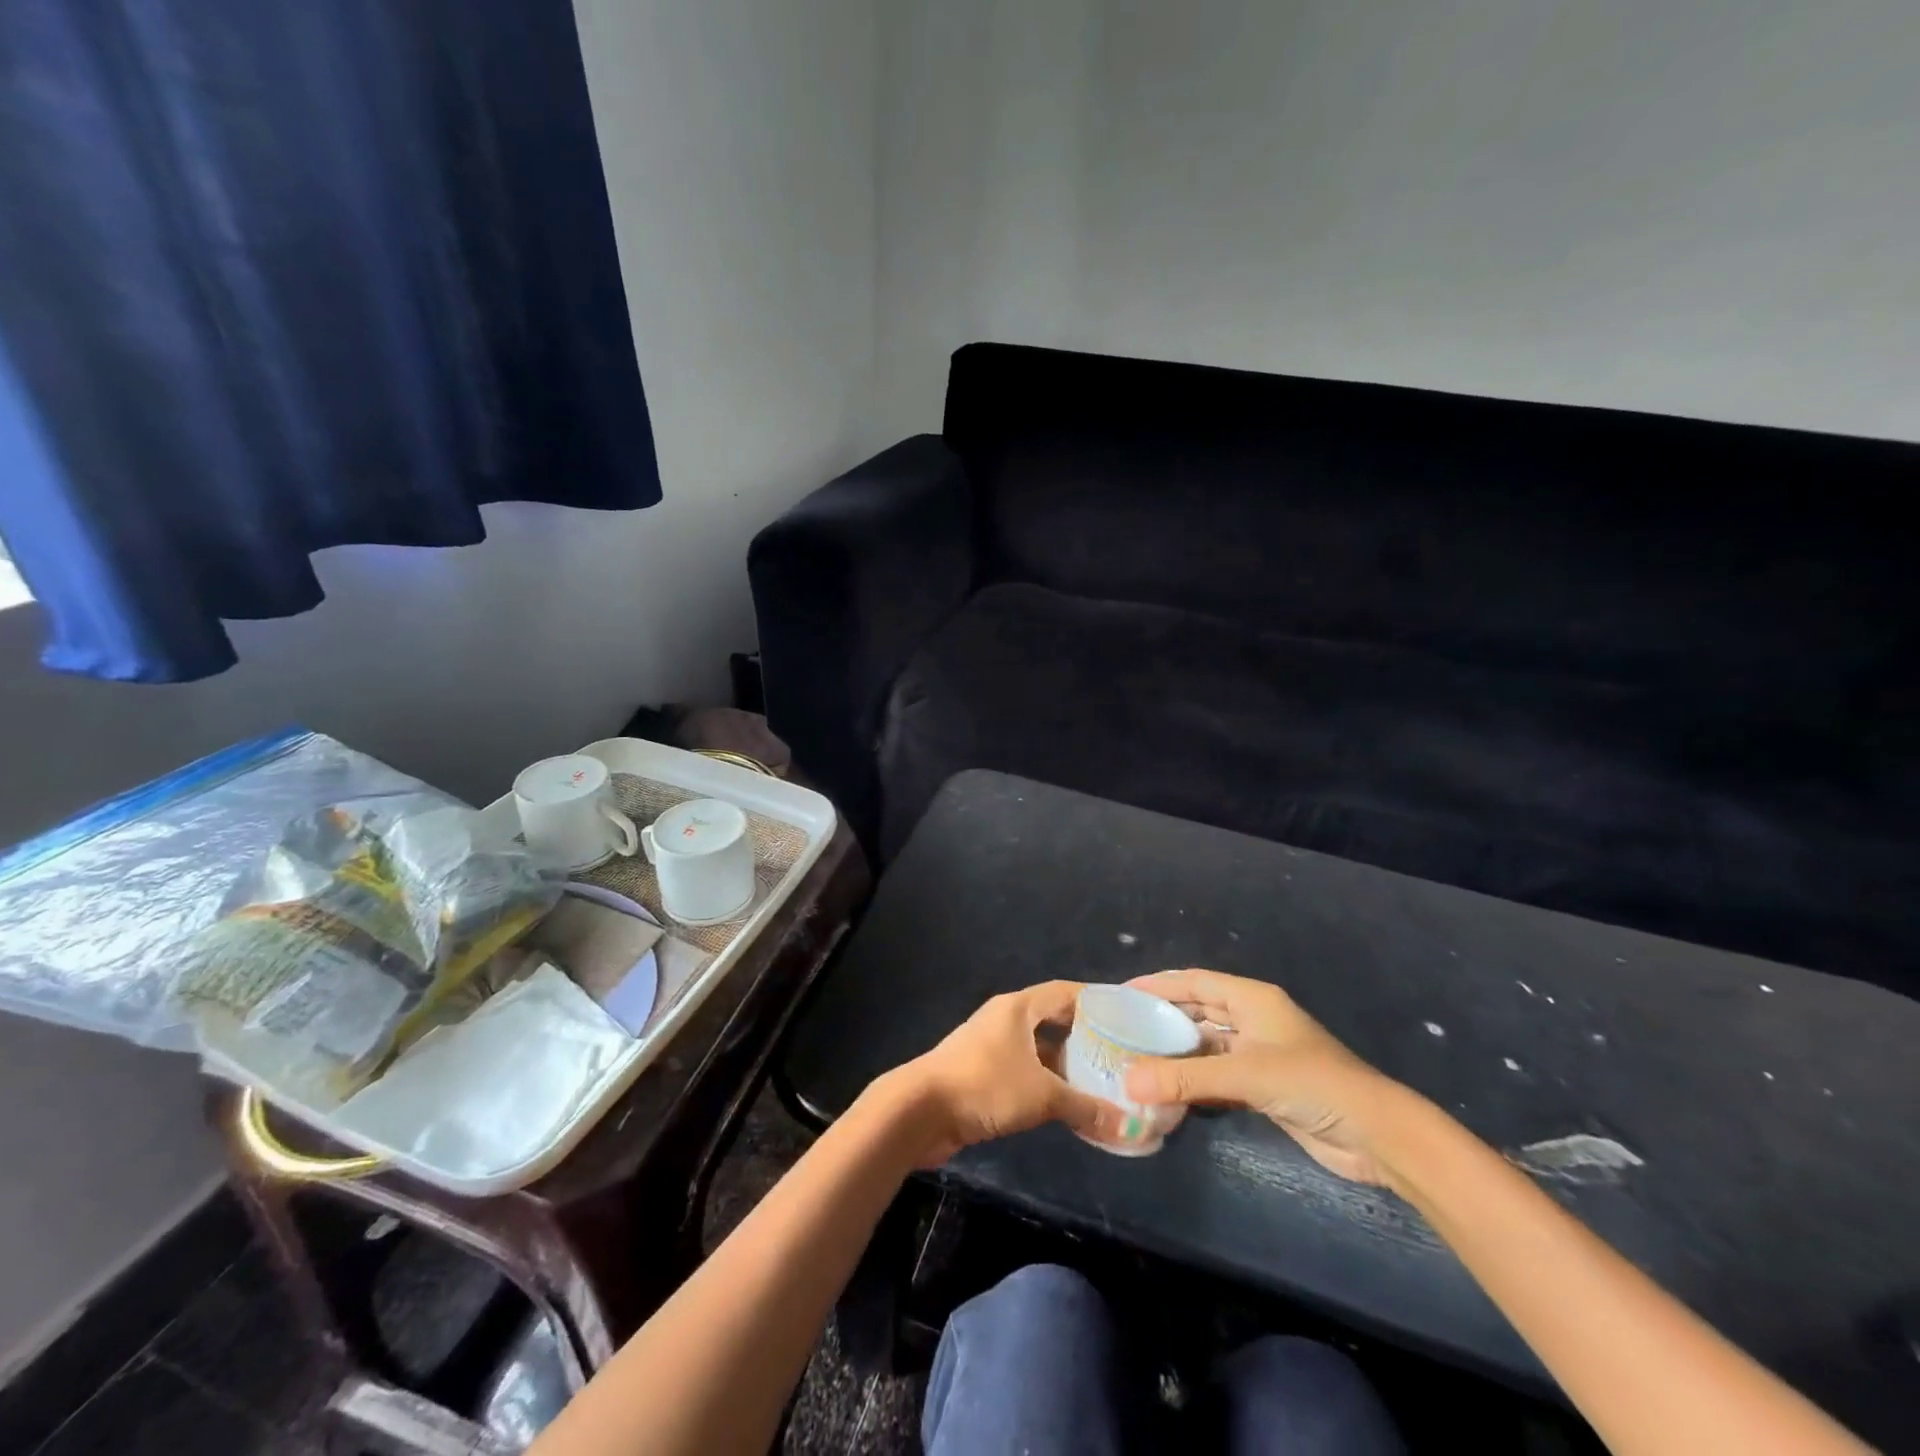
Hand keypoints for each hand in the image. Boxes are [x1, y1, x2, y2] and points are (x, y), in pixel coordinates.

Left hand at [888, 981, 1129, 1164]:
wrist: (920, 1111)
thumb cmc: (985, 1086)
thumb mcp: (1042, 1095)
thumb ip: (1085, 1108)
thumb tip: (1129, 1126)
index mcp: (1018, 1008)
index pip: (1064, 992)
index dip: (1095, 1001)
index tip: (1125, 1016)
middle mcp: (1005, 1019)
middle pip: (1052, 1020)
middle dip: (1084, 1037)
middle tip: (1119, 1054)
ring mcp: (991, 1046)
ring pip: (1038, 1049)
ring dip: (1065, 1064)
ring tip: (1101, 1082)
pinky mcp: (982, 1074)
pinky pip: (1024, 1071)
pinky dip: (1046, 1083)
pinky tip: (1067, 1104)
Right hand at [1123, 969, 1404, 1185]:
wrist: (1376, 1136)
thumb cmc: (1311, 1084)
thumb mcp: (1245, 1075)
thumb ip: (1185, 1077)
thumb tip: (1126, 1081)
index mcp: (1252, 999)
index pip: (1194, 981)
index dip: (1157, 984)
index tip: (1120, 993)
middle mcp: (1253, 1019)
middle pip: (1198, 1010)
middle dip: (1162, 1018)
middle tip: (1122, 1027)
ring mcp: (1259, 1053)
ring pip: (1206, 1045)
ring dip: (1176, 1052)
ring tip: (1135, 1059)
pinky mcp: (1264, 1086)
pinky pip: (1218, 1075)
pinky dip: (1194, 1080)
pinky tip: (1167, 1091)